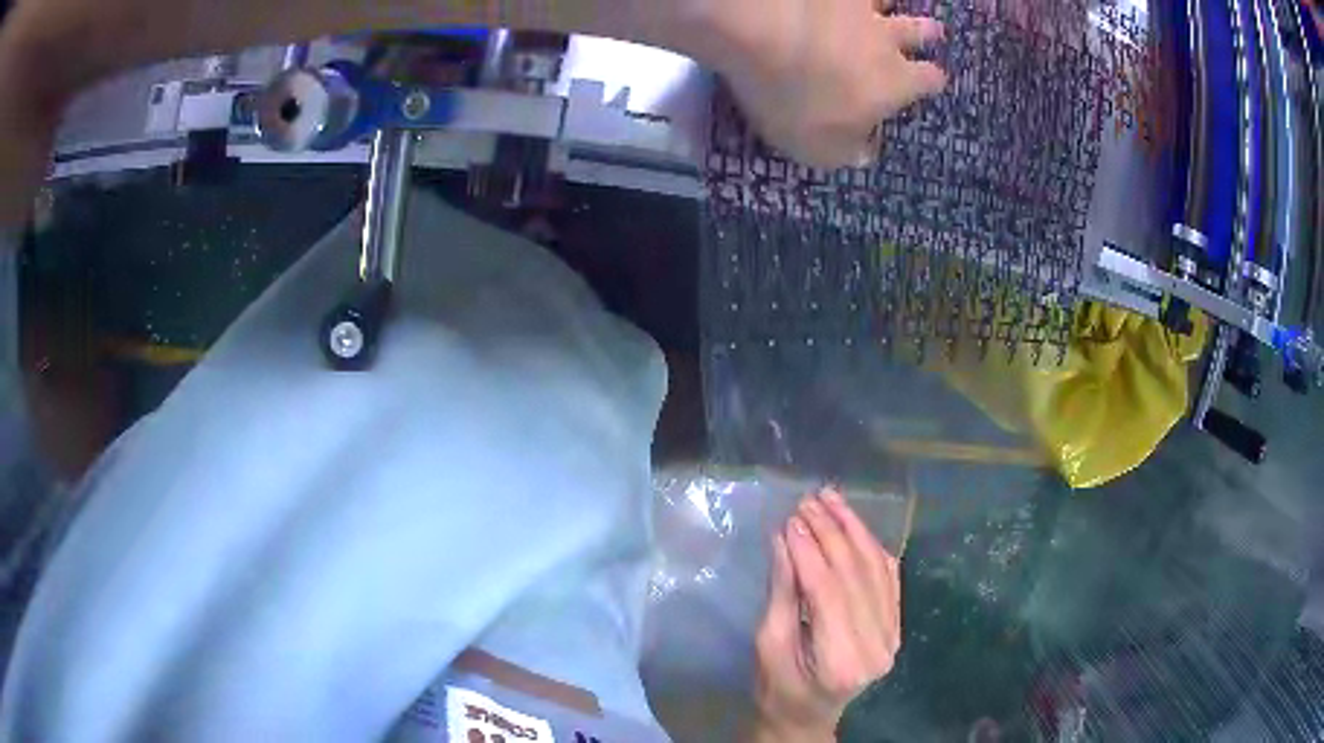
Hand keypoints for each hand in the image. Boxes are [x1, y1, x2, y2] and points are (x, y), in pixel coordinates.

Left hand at [697, 0, 946, 167]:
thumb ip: (847, 152)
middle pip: (917, 32)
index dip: (931, 81)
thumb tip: (865, 152)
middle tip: (935, 31)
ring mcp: (856, 5)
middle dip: (927, 34)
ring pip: (887, 2)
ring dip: (894, 5)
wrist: (764, 31)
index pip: (927, 81)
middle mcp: (885, 39)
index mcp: (894, 82)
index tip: (934, 81)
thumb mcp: (818, 148)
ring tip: (893, 6)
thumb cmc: (796, 98)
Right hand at [751, 488, 901, 742]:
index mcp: (840, 660)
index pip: (827, 592)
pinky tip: (854, 525)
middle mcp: (877, 646)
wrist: (808, 714)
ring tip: (830, 500)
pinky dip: (871, 547)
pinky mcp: (895, 626)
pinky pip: (888, 577)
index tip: (789, 519)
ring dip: (853, 530)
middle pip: (855, 575)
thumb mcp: (769, 643)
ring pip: (876, 569)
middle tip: (806, 502)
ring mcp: (892, 635)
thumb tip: (785, 537)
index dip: (809, 551)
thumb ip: (783, 591)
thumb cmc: (777, 687)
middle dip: (830, 533)